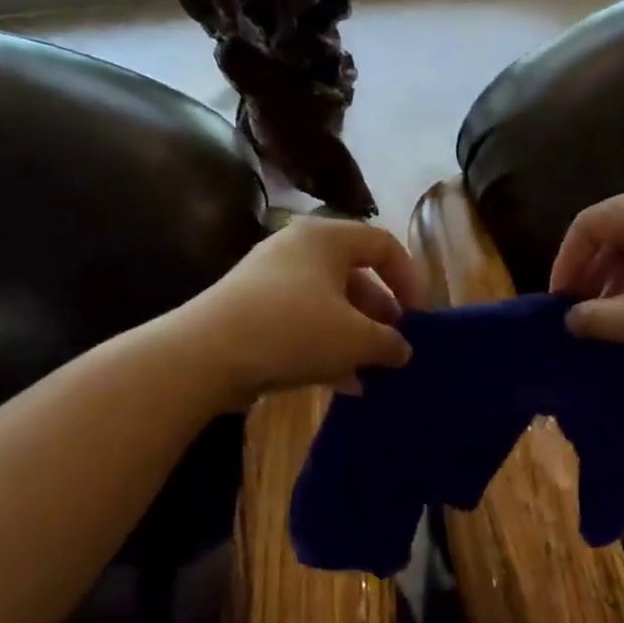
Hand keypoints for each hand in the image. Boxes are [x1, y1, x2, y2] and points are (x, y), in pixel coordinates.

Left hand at [183, 217, 424, 405]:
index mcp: (326, 238)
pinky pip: (303, 324)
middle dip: (381, 314)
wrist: (205, 355)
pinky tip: (343, 384)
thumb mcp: (355, 338)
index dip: (409, 279)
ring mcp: (271, 282)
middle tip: (395, 346)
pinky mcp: (253, 312)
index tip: (418, 317)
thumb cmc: (293, 331)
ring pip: (329, 305)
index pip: (383, 244)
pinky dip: (327, 348)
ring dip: (356, 337)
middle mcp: (297, 250)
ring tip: (373, 370)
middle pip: (355, 276)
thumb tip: (402, 349)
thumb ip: (389, 342)